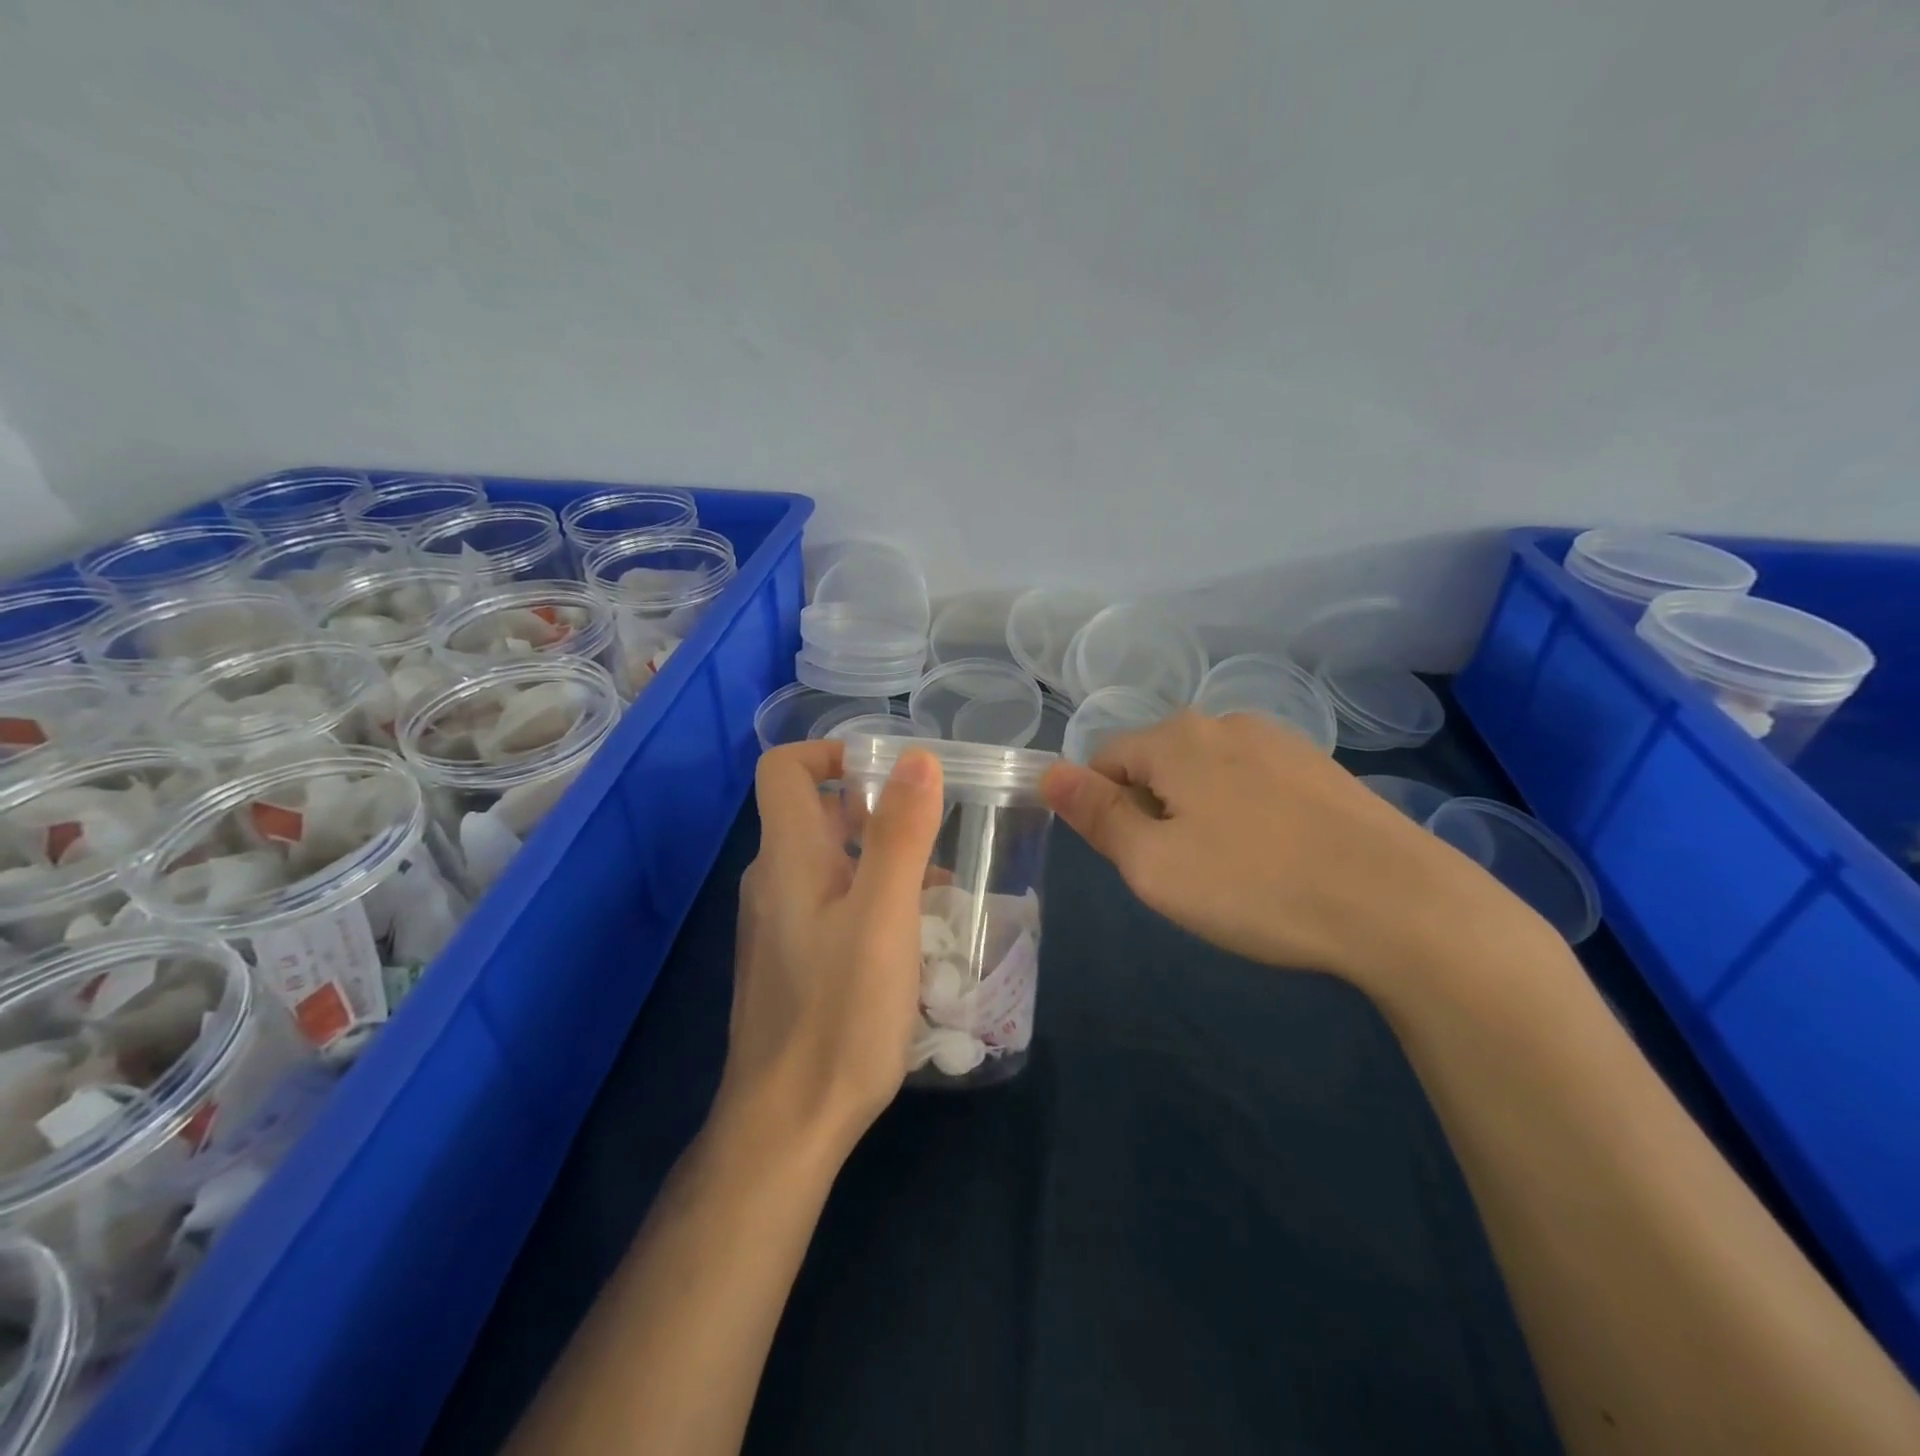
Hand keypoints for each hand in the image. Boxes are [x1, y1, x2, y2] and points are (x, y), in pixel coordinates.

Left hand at [720, 740, 944, 1154]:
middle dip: (875, 810)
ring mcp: (776, 924)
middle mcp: (772, 881)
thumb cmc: (839, 1013)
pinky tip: (910, 940)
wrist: (786, 1123)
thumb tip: (918, 757)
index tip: (889, 771)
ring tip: (938, 892)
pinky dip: (868, 900)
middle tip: (932, 835)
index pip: (786, 769)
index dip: (832, 753)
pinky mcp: (789, 961)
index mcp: (788, 857)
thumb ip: (901, 834)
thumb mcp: (884, 917)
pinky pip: (828, 905)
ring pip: (828, 863)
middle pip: (816, 814)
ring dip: (880, 860)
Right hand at [1041, 710, 1516, 986]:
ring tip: (1235, 871)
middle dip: (1155, 812)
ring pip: (1208, 774)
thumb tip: (1049, 773)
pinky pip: (1255, 784)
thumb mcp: (1154, 864)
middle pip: (1158, 764)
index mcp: (1176, 739)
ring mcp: (1280, 741)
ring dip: (1201, 814)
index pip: (1106, 760)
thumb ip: (1097, 815)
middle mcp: (1224, 723)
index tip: (1139, 860)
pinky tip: (1279, 859)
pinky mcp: (1322, 767)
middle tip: (1186, 873)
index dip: (1106, 811)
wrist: (1398, 904)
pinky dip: (1248, 815)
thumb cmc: (1256, 886)